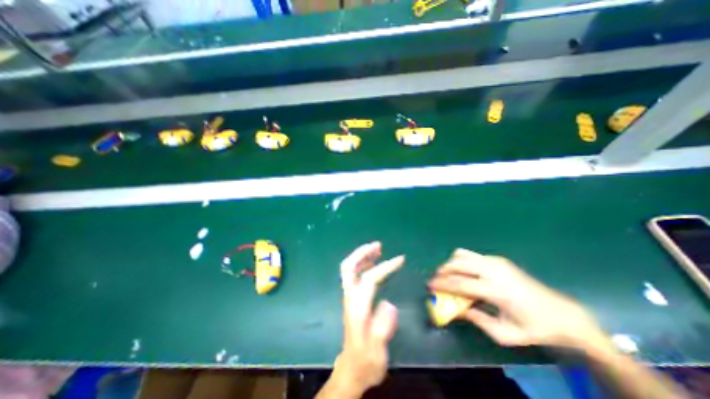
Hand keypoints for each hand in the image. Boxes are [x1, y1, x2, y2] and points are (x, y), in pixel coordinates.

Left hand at [325, 242, 401, 396]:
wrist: (351, 369)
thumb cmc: (365, 360)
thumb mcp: (376, 352)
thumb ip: (382, 329)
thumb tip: (389, 305)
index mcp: (357, 307)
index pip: (369, 278)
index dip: (384, 267)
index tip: (400, 259)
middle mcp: (350, 297)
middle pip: (349, 267)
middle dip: (362, 252)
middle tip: (378, 245)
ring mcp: (349, 296)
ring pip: (350, 268)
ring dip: (362, 255)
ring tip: (377, 249)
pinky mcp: (352, 297)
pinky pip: (354, 274)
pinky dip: (362, 263)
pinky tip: (373, 263)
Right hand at [427, 249, 610, 351]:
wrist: (563, 314)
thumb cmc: (534, 328)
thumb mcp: (504, 334)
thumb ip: (476, 319)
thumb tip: (455, 310)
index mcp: (496, 291)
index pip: (460, 283)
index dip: (442, 284)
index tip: (429, 286)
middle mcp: (494, 271)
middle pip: (458, 263)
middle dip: (443, 270)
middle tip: (436, 279)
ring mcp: (497, 261)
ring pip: (463, 255)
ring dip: (451, 263)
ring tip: (448, 275)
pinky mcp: (499, 259)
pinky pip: (472, 255)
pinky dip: (462, 261)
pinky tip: (464, 272)